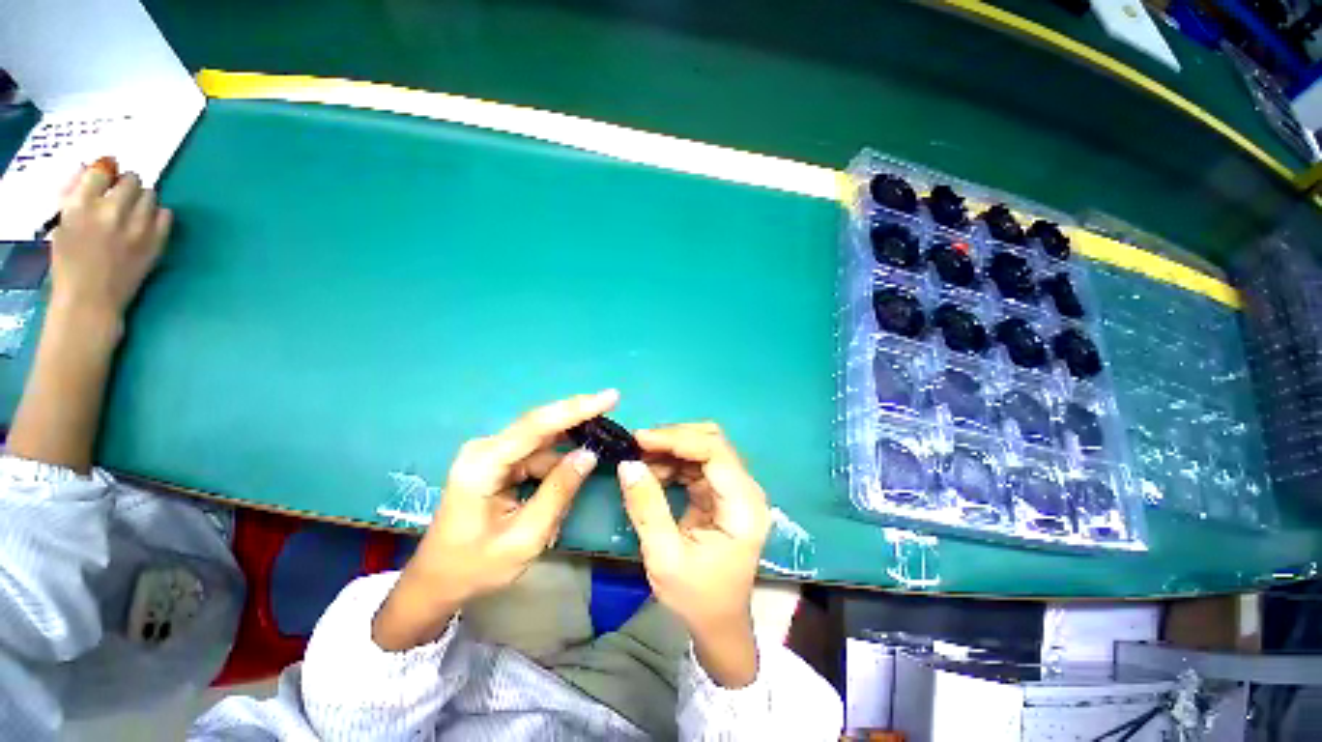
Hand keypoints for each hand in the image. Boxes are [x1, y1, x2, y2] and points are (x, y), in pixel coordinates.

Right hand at [50, 160, 171, 322]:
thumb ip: (75, 196)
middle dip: (126, 185)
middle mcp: (111, 210)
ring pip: (150, 194)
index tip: (107, 179)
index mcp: (81, 205)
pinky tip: (148, 223)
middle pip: (131, 179)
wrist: (90, 300)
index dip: (106, 173)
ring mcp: (137, 226)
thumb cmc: (69, 264)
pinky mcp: (156, 241)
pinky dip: (158, 214)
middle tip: (121, 196)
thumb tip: (91, 170)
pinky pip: (166, 214)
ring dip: (142, 198)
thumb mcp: (62, 224)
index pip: (101, 170)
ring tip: (133, 211)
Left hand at [372, 390, 617, 650]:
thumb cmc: (476, 566)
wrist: (436, 581)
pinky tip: (576, 465)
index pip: (536, 426)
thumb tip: (589, 454)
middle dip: (578, 415)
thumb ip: (558, 492)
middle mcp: (485, 449)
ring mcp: (490, 453)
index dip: (576, 409)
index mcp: (483, 465)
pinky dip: (558, 457)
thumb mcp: (525, 537)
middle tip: (613, 404)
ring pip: (541, 438)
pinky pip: (536, 452)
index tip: (610, 396)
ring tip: (602, 441)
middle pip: (540, 424)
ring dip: (570, 440)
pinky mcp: (497, 462)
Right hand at [617, 423, 770, 685]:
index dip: (678, 439)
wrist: (718, 623)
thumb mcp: (664, 558)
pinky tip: (654, 473)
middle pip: (713, 442)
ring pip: (704, 448)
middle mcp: (746, 490)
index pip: (716, 453)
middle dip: (673, 439)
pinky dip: (674, 462)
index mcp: (743, 507)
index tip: (641, 439)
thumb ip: (647, 508)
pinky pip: (698, 463)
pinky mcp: (722, 492)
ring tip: (641, 462)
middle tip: (638, 446)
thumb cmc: (696, 597)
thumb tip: (628, 464)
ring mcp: (736, 489)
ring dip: (671, 449)